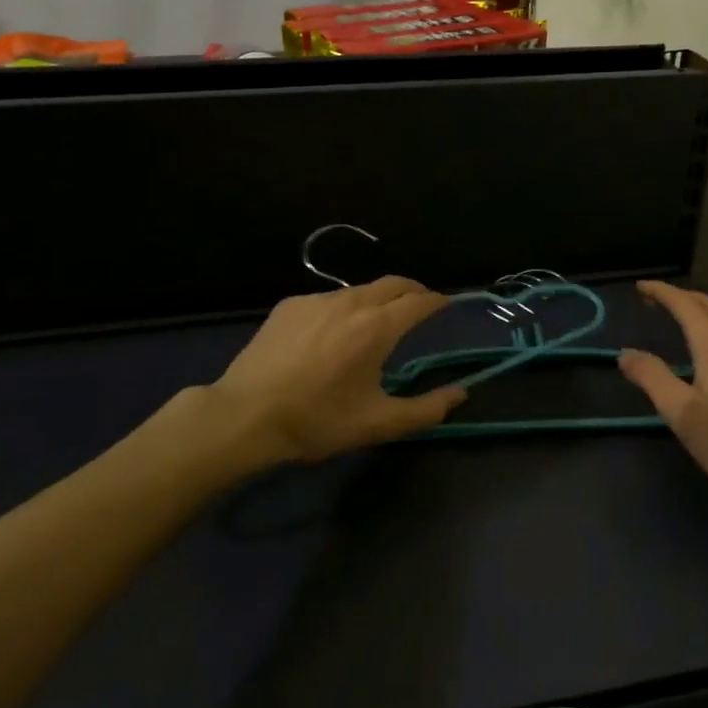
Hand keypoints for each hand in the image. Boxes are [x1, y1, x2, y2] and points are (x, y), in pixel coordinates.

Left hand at [200, 277, 465, 467]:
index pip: (419, 301)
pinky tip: (332, 334)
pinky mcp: (290, 305)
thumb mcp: (379, 424)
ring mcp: (316, 300)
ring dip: (378, 299)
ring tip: (378, 321)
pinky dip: (343, 309)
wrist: (245, 416)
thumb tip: (461, 393)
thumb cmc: (318, 421)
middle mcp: (350, 303)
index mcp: (376, 327)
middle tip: (421, 304)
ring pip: (360, 290)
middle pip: (393, 283)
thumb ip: (427, 409)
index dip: (437, 301)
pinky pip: (328, 300)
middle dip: (413, 290)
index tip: (445, 305)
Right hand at [618, 281, 707, 504]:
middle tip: (653, 300)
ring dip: (698, 311)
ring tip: (678, 319)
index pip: (683, 303)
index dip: (660, 291)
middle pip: (706, 304)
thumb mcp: (680, 412)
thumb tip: (626, 354)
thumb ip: (651, 377)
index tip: (639, 287)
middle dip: (678, 297)